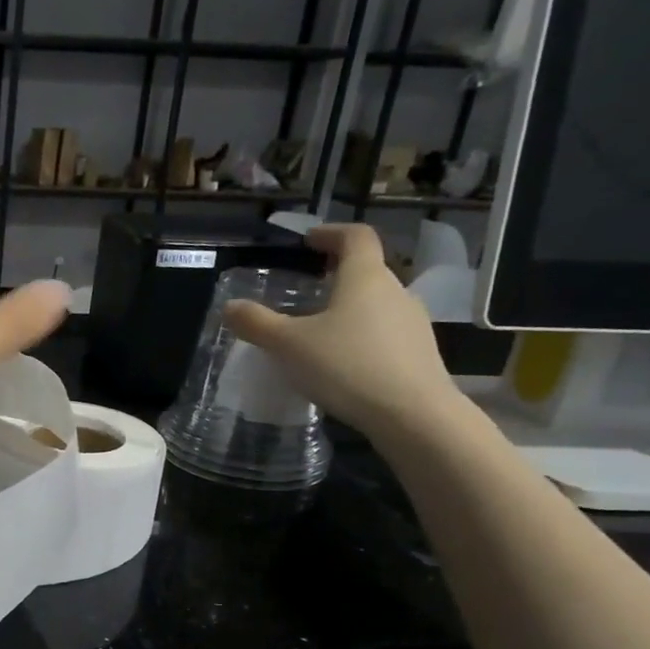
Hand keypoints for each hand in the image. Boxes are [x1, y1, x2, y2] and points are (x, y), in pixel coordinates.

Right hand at [222, 223, 465, 441]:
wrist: (412, 415)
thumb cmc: (346, 366)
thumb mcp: (288, 345)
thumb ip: (257, 323)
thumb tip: (230, 306)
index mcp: (365, 278)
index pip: (356, 237)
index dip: (332, 233)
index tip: (309, 240)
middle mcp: (396, 291)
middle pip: (367, 270)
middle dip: (337, 273)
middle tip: (308, 286)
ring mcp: (412, 323)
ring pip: (376, 303)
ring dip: (349, 306)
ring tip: (319, 328)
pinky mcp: (418, 353)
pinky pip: (384, 332)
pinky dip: (360, 334)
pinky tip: (341, 361)